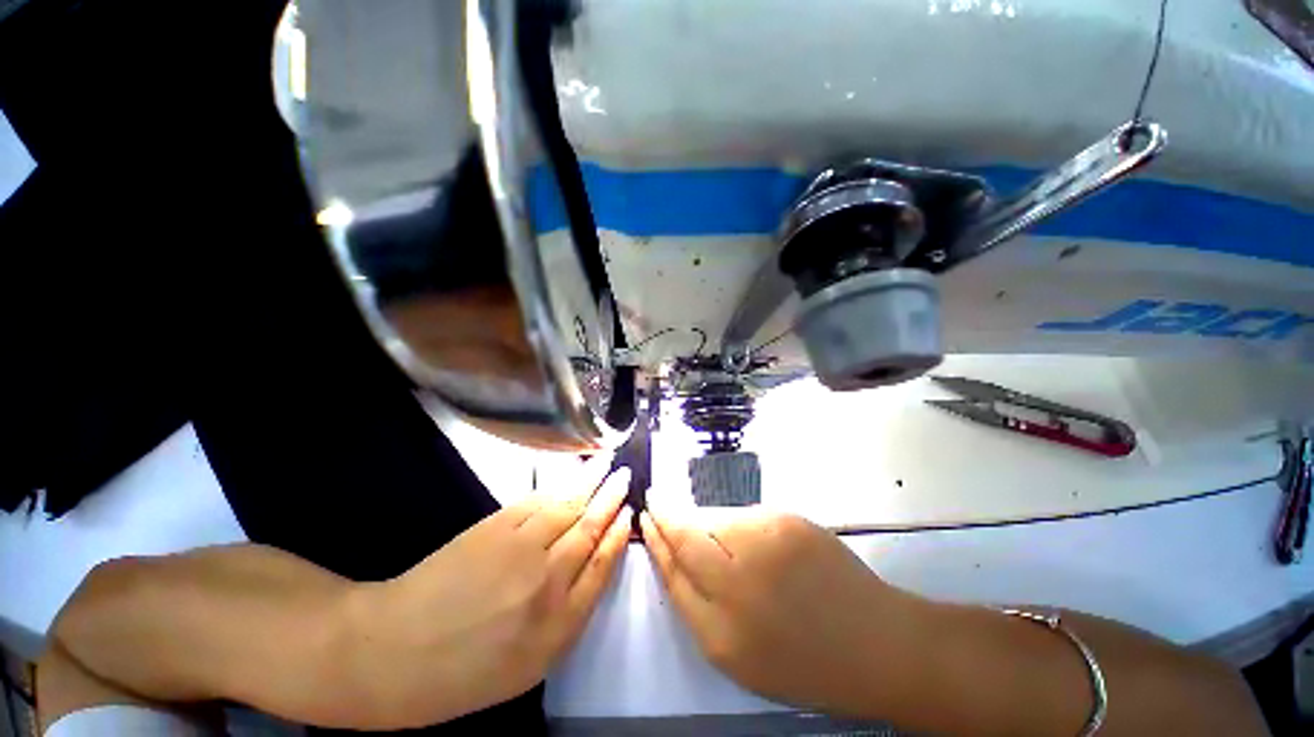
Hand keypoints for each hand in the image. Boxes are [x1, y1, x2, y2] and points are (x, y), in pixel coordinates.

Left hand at [352, 456, 632, 727]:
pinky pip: (536, 502)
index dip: (619, 535)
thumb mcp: (525, 666)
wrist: (389, 653)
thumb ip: (564, 617)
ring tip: (606, 464)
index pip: (601, 565)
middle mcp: (546, 581)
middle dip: (611, 499)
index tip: (630, 513)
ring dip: (590, 482)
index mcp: (558, 626)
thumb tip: (588, 570)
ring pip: (567, 507)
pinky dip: (556, 487)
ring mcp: (520, 548)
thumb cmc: (460, 674)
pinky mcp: (494, 527)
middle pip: (590, 529)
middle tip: (626, 476)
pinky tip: (568, 478)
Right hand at [641, 505, 922, 716]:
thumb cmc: (804, 661)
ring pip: (716, 520)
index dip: (656, 542)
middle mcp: (737, 583)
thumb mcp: (739, 655)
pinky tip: (759, 545)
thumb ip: (699, 603)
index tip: (646, 518)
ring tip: (727, 543)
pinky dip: (740, 524)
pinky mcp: (787, 521)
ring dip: (708, 523)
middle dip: (667, 516)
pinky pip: (747, 516)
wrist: (876, 644)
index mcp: (721, 632)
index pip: (673, 572)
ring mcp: (765, 544)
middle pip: (687, 536)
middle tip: (657, 503)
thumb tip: (678, 552)